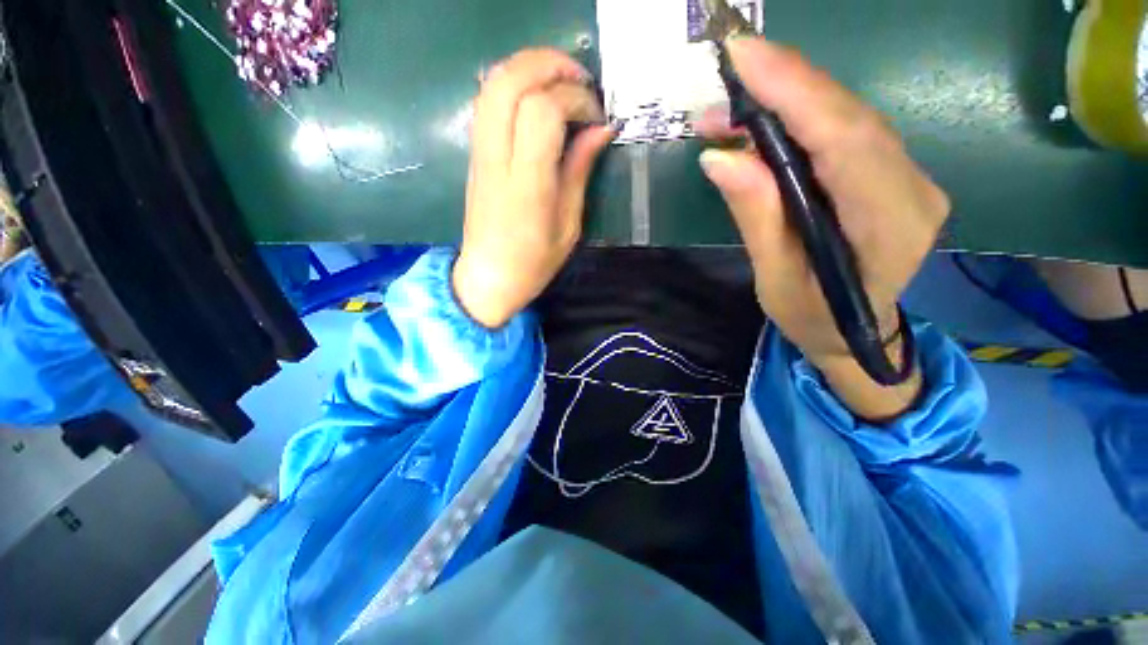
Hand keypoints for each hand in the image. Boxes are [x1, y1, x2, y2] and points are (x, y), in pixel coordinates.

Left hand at [453, 49, 613, 327]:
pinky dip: (513, 84)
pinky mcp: (474, 154)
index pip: (542, 111)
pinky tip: (537, 99)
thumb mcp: (568, 226)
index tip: (596, 116)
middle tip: (581, 80)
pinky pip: (487, 100)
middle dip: (549, 65)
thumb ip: (580, 172)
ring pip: (493, 83)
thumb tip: (601, 129)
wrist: (488, 278)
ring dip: (529, 68)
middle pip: (509, 81)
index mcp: (526, 186)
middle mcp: (496, 160)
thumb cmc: (533, 263)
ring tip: (562, 83)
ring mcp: (479, 154)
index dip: (574, 99)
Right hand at [697, 38, 949, 417]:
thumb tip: (721, 157)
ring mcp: (906, 177)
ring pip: (845, 118)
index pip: (845, 141)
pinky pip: (843, 132)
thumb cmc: (813, 317)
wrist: (854, 333)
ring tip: (727, 109)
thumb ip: (757, 218)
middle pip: (849, 117)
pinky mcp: (888, 174)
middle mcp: (912, 189)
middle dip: (785, 85)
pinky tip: (759, 124)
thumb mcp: (776, 279)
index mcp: (889, 226)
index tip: (745, 57)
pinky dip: (798, 118)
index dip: (796, 92)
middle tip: (727, 71)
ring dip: (785, 101)